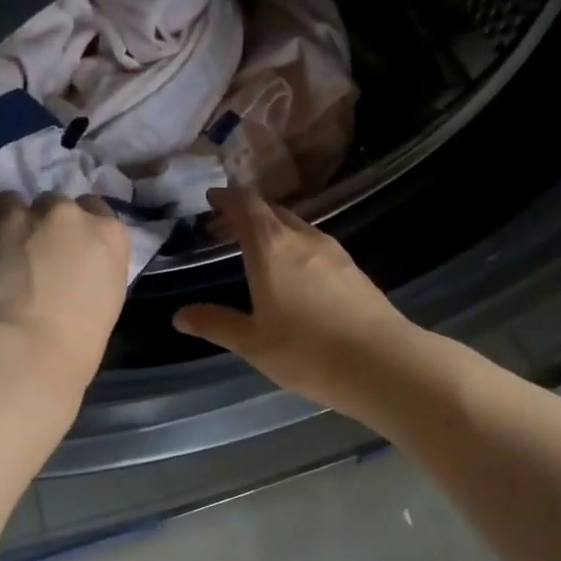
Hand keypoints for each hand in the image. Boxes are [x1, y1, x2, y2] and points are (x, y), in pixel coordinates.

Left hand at [0, 192, 130, 381]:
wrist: (24, 351)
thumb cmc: (78, 341)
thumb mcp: (108, 298)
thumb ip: (93, 266)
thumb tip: (74, 265)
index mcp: (109, 234)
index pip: (97, 209)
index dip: (81, 226)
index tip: (71, 245)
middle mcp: (68, 213)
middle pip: (56, 203)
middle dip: (46, 222)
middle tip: (36, 251)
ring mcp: (22, 216)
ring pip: (14, 202)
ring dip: (12, 220)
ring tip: (3, 248)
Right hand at [172, 187, 414, 411]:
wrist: (381, 363)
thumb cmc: (306, 351)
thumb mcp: (252, 342)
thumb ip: (215, 324)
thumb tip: (180, 315)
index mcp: (271, 246)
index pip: (246, 205)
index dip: (227, 198)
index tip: (211, 199)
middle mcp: (302, 238)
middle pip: (271, 210)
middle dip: (246, 213)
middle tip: (225, 228)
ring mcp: (333, 251)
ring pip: (296, 226)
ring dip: (272, 228)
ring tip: (256, 250)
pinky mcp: (353, 268)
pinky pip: (315, 243)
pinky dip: (294, 245)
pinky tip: (293, 272)